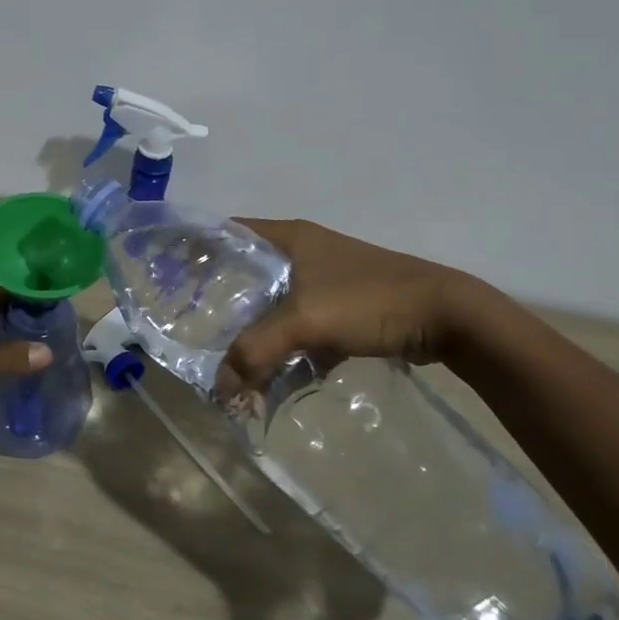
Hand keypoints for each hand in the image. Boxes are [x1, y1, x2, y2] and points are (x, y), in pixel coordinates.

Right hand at [217, 219, 490, 394]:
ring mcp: (324, 280)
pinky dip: (288, 350)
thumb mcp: (305, 321)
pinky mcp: (343, 308)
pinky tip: (275, 379)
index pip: (229, 232)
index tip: (171, 275)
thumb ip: (256, 351)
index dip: (199, 248)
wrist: (447, 317)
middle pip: (248, 274)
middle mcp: (303, 252)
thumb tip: (219, 387)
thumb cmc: (369, 300)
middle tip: (195, 330)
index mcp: (289, 237)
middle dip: (224, 305)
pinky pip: (301, 327)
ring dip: (257, 335)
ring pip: (275, 305)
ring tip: (232, 364)